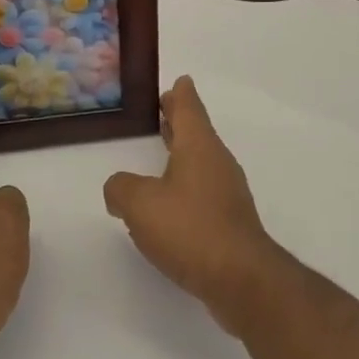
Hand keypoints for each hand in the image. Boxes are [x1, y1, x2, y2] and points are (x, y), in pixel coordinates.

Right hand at [103, 75, 287, 334]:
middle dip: (180, 120)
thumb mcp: (140, 204)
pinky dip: (186, 182)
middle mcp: (217, 163)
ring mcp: (227, 193)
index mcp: (199, 148)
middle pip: (197, 132)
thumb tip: (119, 188)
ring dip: (183, 152)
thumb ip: (121, 188)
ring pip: (201, 161)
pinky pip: (203, 189)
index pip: (189, 109)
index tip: (180, 80)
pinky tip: (171, 200)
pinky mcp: (229, 221)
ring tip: (164, 149)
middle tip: (166, 106)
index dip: (181, 95)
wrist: (240, 277)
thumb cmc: (189, 228)